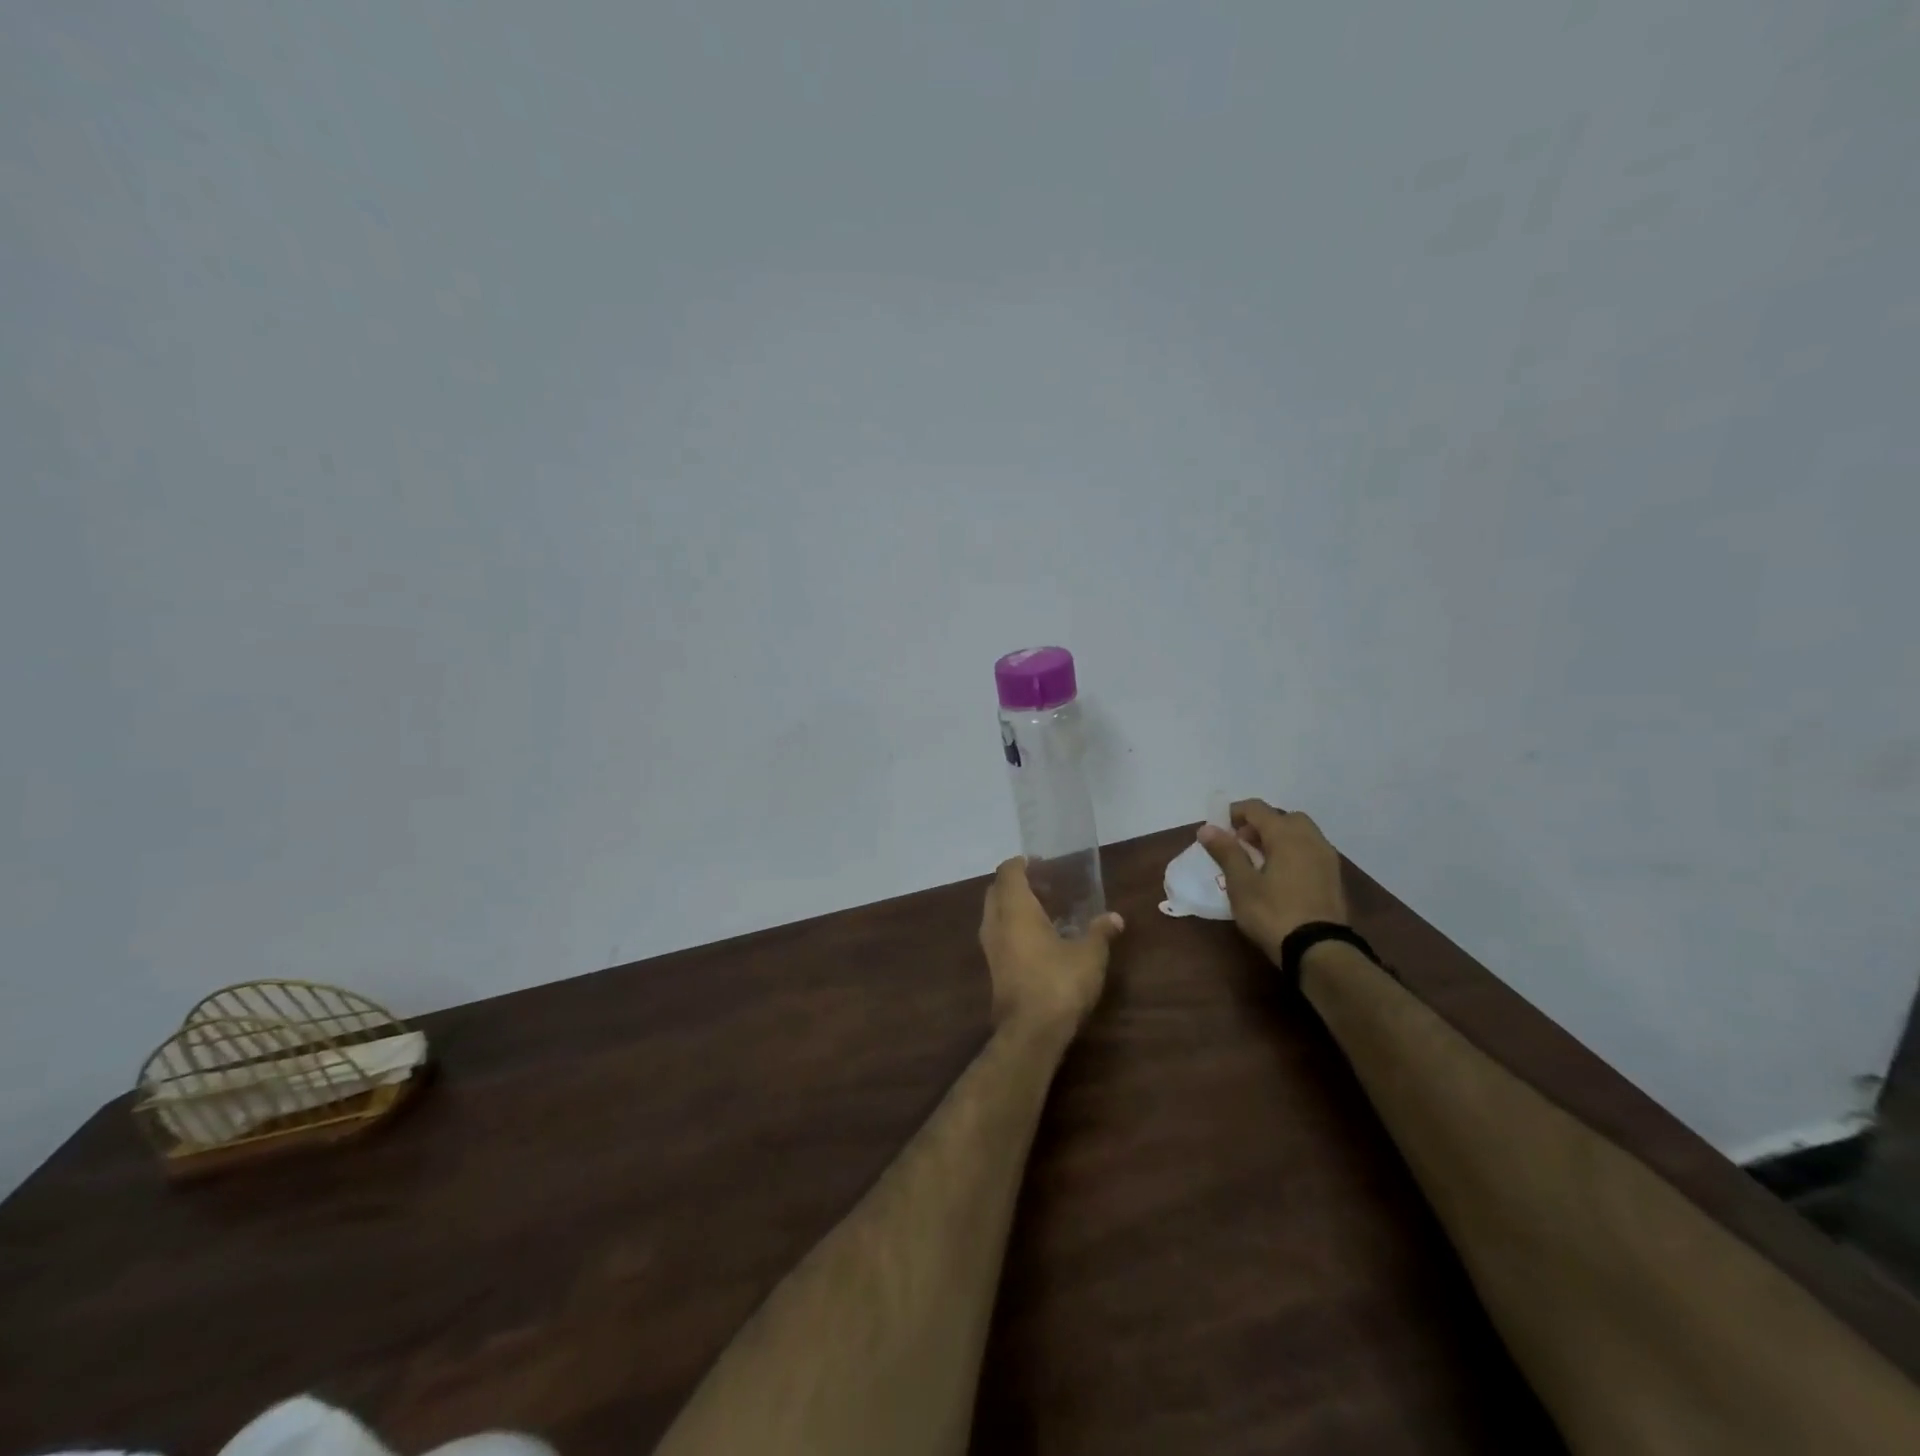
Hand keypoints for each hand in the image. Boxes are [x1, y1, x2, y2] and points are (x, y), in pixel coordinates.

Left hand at [979, 857, 1123, 1037]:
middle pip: (996, 891)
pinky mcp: (993, 970)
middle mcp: (996, 923)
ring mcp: (990, 948)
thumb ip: (1100, 932)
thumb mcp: (1090, 955)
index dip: (1021, 863)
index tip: (1039, 862)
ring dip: (1012, 908)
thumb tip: (1115, 918)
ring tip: (1044, 912)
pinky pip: (999, 936)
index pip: (1008, 872)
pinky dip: (1012, 929)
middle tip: (1044, 886)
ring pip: (994, 915)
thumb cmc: (1059, 982)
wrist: (1030, 1032)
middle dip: (1015, 884)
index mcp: (1015, 909)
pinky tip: (1038, 941)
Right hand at [1197, 799, 1348, 965]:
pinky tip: (1280, 875)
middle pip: (1282, 817)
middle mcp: (1310, 838)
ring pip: (1300, 833)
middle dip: (1260, 824)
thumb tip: (1207, 828)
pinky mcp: (1334, 876)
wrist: (1320, 950)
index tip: (1219, 829)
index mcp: (1286, 835)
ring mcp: (1326, 857)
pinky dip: (1293, 851)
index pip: (1257, 808)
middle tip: (1241, 843)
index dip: (1234, 812)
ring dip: (1278, 837)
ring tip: (1260, 860)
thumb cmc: (1273, 913)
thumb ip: (1226, 852)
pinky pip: (1310, 850)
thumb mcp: (1241, 884)